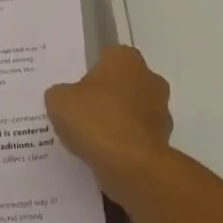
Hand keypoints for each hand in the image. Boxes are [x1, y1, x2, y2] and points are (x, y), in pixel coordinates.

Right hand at [44, 46, 172, 186]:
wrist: (131, 165)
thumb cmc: (95, 120)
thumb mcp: (59, 101)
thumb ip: (60, 93)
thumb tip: (65, 97)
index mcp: (125, 58)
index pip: (106, 57)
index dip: (89, 73)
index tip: (75, 91)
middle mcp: (149, 77)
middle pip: (121, 83)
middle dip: (105, 95)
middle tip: (80, 112)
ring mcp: (160, 109)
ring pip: (131, 110)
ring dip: (116, 120)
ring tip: (90, 138)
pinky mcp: (163, 138)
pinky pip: (136, 135)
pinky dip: (124, 142)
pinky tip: (105, 154)